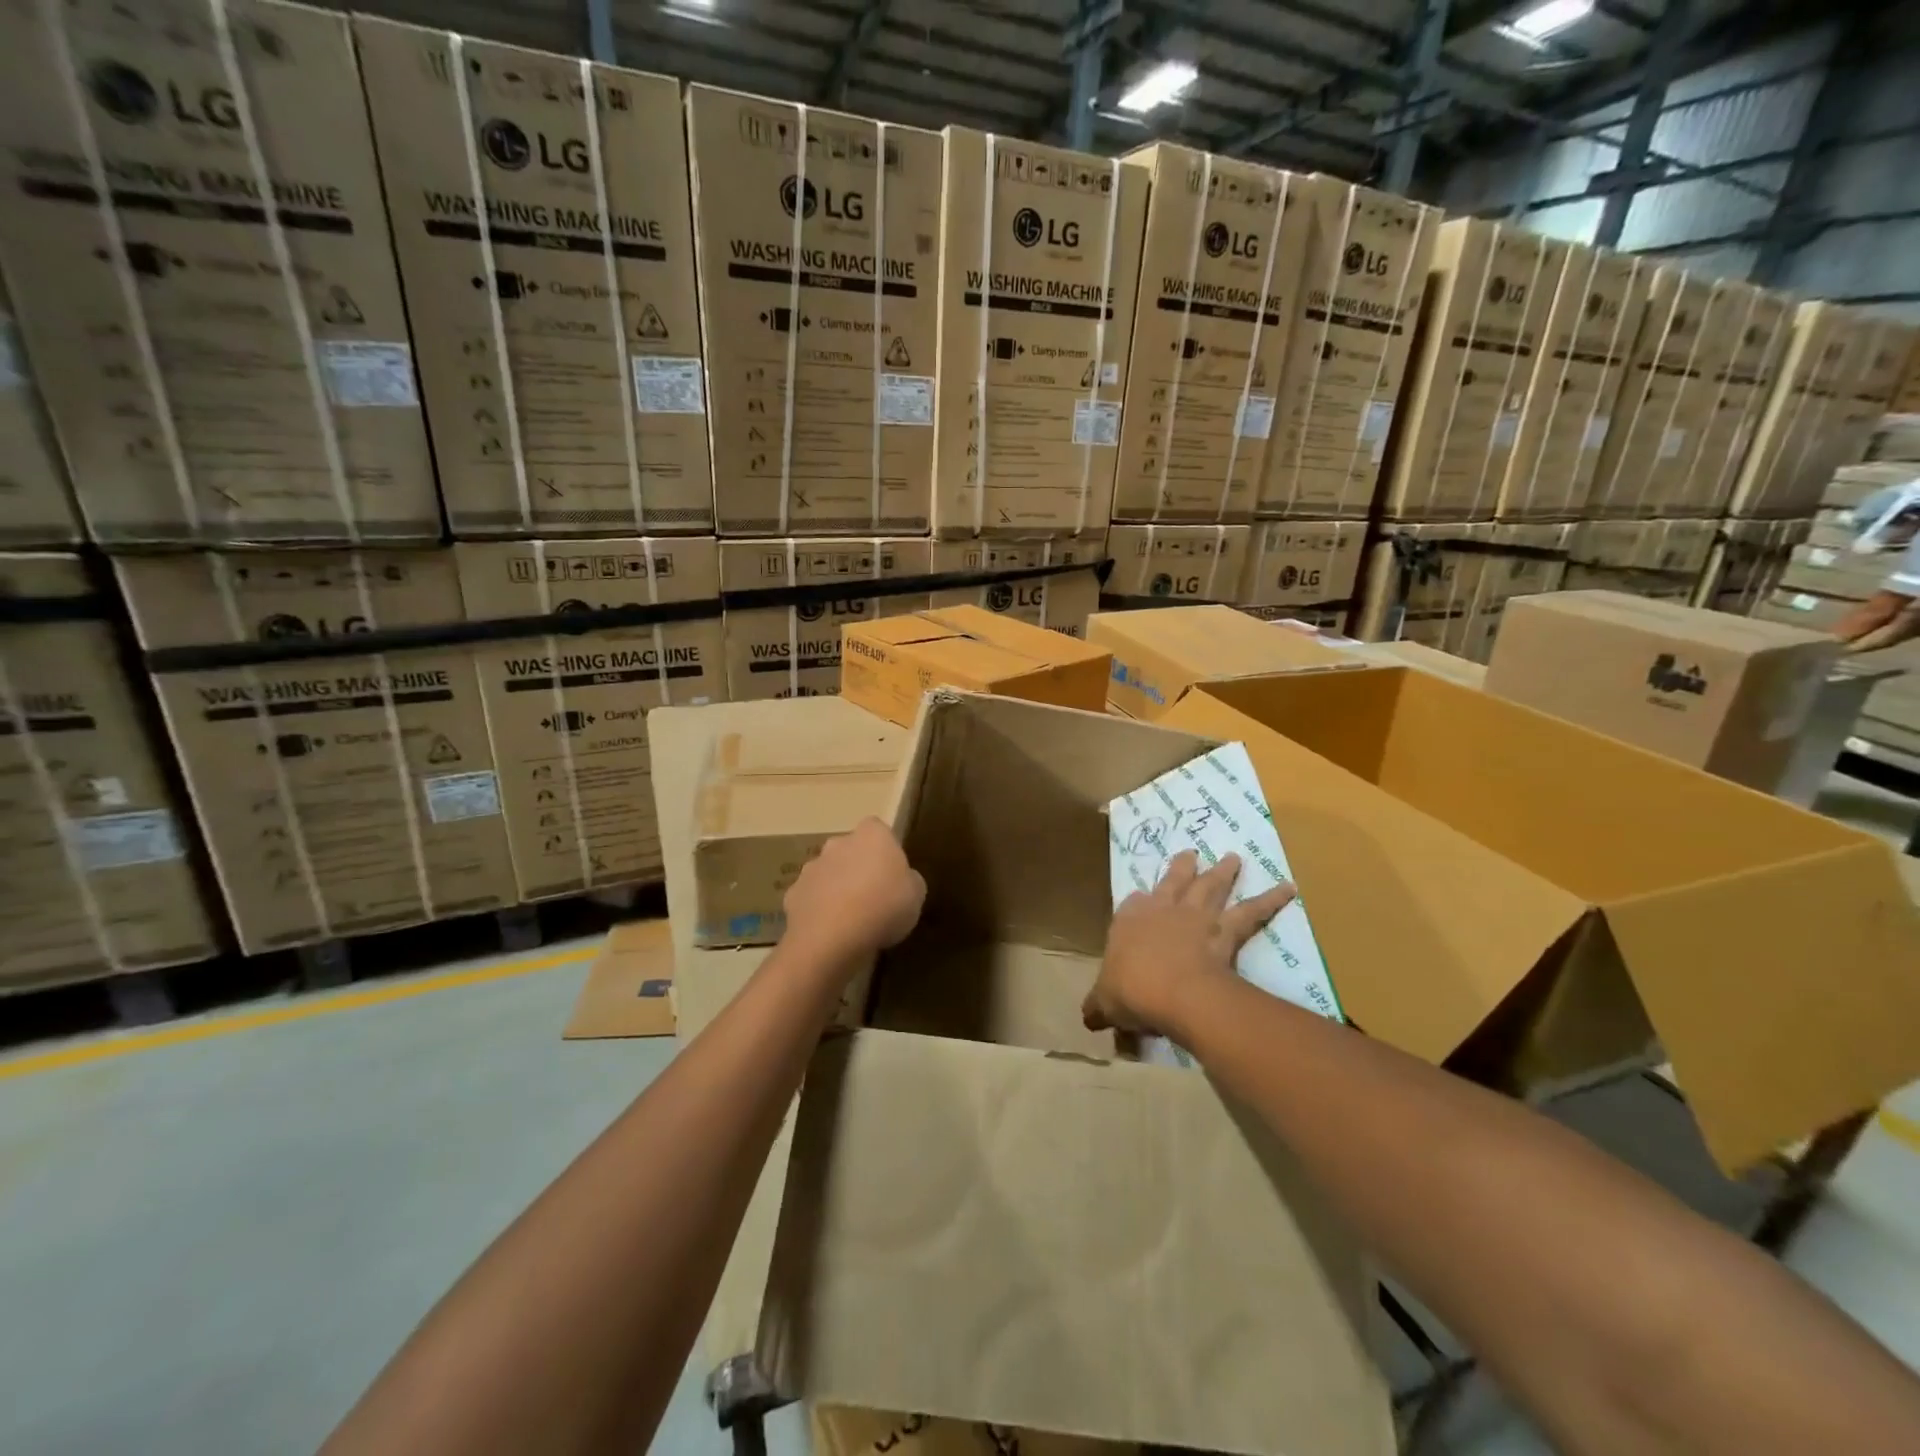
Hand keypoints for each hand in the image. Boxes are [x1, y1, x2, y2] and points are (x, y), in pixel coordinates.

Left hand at [783, 817, 925, 960]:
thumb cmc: (884, 907)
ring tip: (851, 919)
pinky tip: (830, 932)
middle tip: (873, 897)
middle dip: (857, 867)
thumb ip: (910, 881)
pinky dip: (819, 910)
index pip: (878, 830)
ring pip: (828, 873)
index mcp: (871, 835)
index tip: (892, 873)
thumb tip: (904, 880)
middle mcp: (838, 843)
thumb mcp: (916, 895)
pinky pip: (811, 898)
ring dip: (837, 888)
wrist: (832, 938)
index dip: (885, 850)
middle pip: (850, 850)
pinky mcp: (792, 894)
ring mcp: (811, 867)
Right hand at [1084, 850, 1294, 1041]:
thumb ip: (1098, 1006)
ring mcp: (1196, 916)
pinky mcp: (1226, 930)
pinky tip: (1289, 888)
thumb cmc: (1132, 991)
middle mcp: (1163, 909)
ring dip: (1224, 872)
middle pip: (1175, 881)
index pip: (1133, 904)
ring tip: (1234, 858)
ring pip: (1211, 887)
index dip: (1139, 903)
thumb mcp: (1105, 1002)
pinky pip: (1252, 912)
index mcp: (1129, 920)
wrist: (1175, 993)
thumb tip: (1086, 1018)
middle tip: (1192, 854)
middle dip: (1183, 867)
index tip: (1143, 898)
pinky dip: (1271, 899)